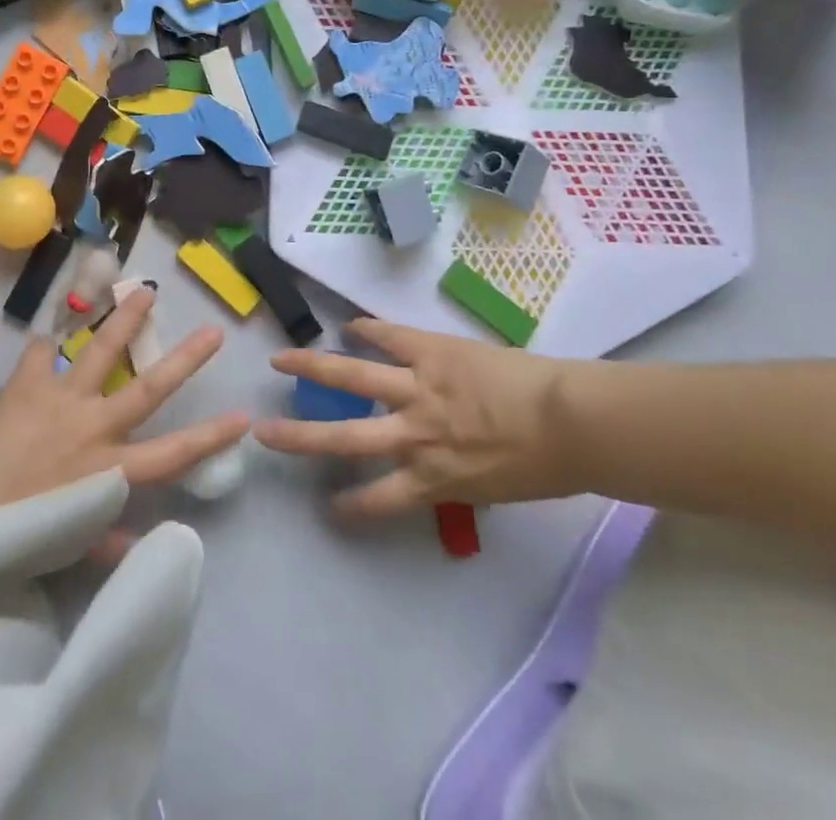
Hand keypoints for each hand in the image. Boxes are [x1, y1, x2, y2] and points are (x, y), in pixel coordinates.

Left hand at [0, 288, 250, 524]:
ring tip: (145, 290)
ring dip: (125, 320)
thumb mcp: (68, 544)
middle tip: (213, 332)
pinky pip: (39, 355)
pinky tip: (45, 340)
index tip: (243, 415)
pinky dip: (43, 348)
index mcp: (109, 470)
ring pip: (102, 352)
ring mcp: (63, 400)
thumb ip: (105, 538)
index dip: (211, 436)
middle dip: (184, 361)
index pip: (172, 454)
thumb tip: (138, 543)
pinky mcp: (28, 384)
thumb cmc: (17, 534)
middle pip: (149, 389)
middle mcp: (94, 428)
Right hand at [253, 318, 583, 516]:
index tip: (328, 508)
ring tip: (281, 360)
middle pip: (344, 438)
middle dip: (300, 436)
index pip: (378, 499)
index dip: (350, 506)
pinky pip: (389, 337)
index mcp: (432, 478)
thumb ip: (455, 476)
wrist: (572, 422)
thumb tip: (436, 464)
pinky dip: (368, 331)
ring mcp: (417, 389)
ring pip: (352, 376)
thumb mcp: (492, 487)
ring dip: (313, 367)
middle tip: (263, 432)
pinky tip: (348, 326)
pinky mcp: (431, 352)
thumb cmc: (544, 465)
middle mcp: (413, 435)